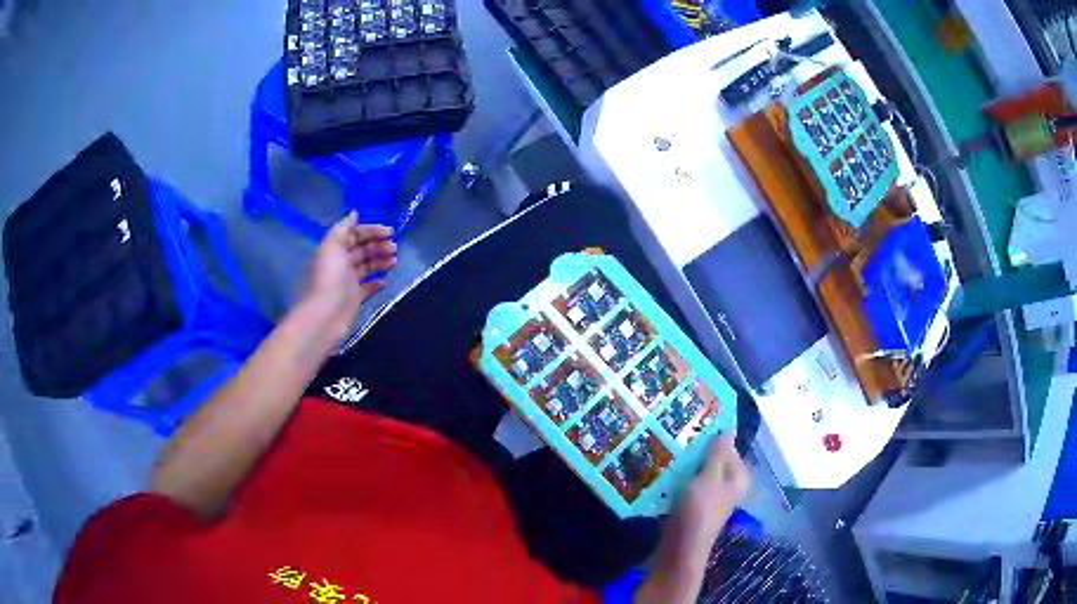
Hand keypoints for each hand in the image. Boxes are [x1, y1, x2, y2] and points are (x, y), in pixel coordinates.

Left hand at [302, 212, 395, 333]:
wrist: (325, 315)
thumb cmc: (329, 277)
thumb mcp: (332, 245)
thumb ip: (343, 228)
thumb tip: (354, 213)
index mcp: (333, 249)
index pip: (354, 235)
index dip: (371, 231)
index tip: (390, 232)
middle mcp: (339, 264)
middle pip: (361, 250)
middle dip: (378, 245)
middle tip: (394, 247)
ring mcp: (346, 282)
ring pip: (366, 267)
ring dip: (380, 261)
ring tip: (394, 261)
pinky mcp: (353, 299)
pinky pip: (367, 288)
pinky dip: (377, 282)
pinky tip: (386, 280)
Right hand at [635, 434, 749, 603]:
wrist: (680, 547)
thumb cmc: (700, 510)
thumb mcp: (709, 477)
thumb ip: (718, 453)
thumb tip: (729, 429)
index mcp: (737, 477)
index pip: (729, 447)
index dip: (713, 434)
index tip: (693, 420)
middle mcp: (726, 486)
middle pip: (713, 459)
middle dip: (697, 448)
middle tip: (677, 431)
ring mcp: (709, 496)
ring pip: (698, 471)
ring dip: (685, 461)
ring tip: (667, 445)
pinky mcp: (692, 505)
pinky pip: (687, 483)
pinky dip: (678, 476)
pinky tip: (663, 467)